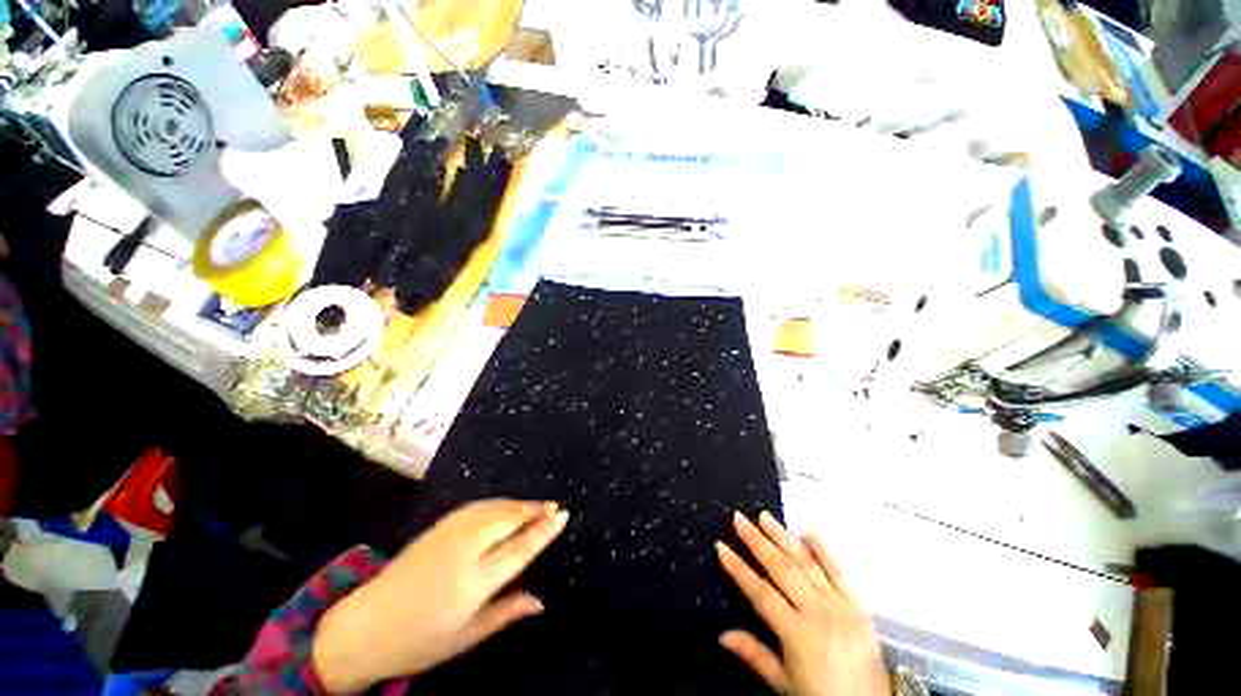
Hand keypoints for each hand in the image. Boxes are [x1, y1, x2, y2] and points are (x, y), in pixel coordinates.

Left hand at [312, 499, 568, 692]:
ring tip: (535, 504)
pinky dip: (496, 503)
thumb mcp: (467, 637)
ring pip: (493, 509)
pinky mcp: (437, 527)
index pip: (520, 547)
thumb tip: (540, 601)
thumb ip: (506, 613)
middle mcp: (464, 551)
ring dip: (517, 504)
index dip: (544, 529)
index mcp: (474, 581)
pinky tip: (504, 506)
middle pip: (508, 520)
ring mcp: (448, 534)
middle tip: (553, 505)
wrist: (365, 627)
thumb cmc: (420, 641)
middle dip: (533, 510)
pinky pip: (476, 507)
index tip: (561, 514)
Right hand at [716, 511, 888, 695]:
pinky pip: (838, 572)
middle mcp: (817, 612)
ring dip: (782, 537)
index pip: (760, 592)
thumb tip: (722, 635)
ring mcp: (840, 605)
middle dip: (756, 541)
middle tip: (739, 518)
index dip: (738, 568)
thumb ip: (754, 655)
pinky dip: (823, 551)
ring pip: (805, 563)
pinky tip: (808, 534)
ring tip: (765, 517)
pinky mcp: (858, 605)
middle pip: (780, 568)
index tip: (721, 547)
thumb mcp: (784, 684)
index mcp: (797, 633)